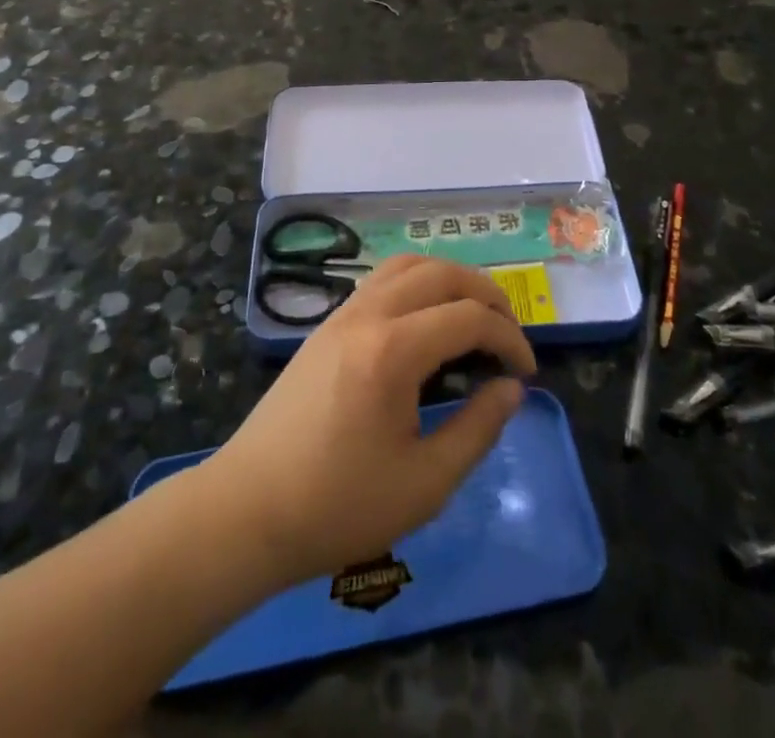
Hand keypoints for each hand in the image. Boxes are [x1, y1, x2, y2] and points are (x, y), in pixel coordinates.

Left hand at [206, 255, 535, 586]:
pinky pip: (381, 279)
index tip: (526, 374)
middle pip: (442, 273)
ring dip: (450, 279)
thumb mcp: (424, 484)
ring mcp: (342, 314)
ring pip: (408, 264)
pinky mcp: (326, 325)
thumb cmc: (338, 506)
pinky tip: (426, 321)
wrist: (248, 511)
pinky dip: (417, 282)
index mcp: (393, 351)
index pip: (469, 317)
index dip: (509, 339)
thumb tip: (511, 389)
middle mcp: (368, 315)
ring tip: (473, 316)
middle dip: (486, 295)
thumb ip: (477, 429)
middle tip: (509, 335)